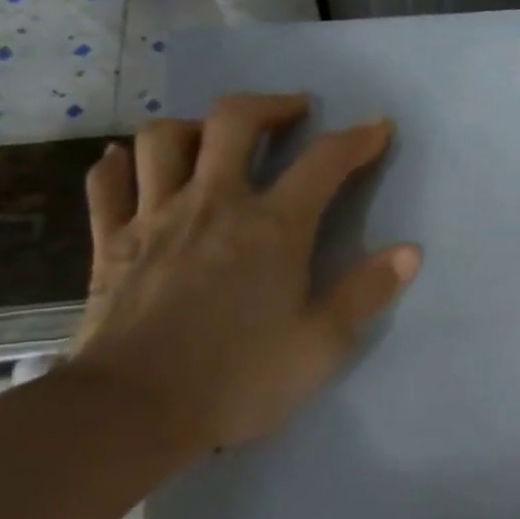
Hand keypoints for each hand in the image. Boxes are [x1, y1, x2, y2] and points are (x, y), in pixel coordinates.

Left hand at [71, 93, 420, 453]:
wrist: (128, 412)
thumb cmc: (236, 378)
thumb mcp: (320, 345)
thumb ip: (366, 292)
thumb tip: (410, 252)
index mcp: (272, 226)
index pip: (324, 161)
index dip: (358, 138)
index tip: (378, 127)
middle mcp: (215, 203)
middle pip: (235, 121)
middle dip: (271, 106)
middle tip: (293, 113)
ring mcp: (155, 217)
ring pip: (166, 139)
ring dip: (196, 126)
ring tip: (216, 139)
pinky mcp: (111, 242)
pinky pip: (109, 185)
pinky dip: (121, 165)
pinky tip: (130, 163)